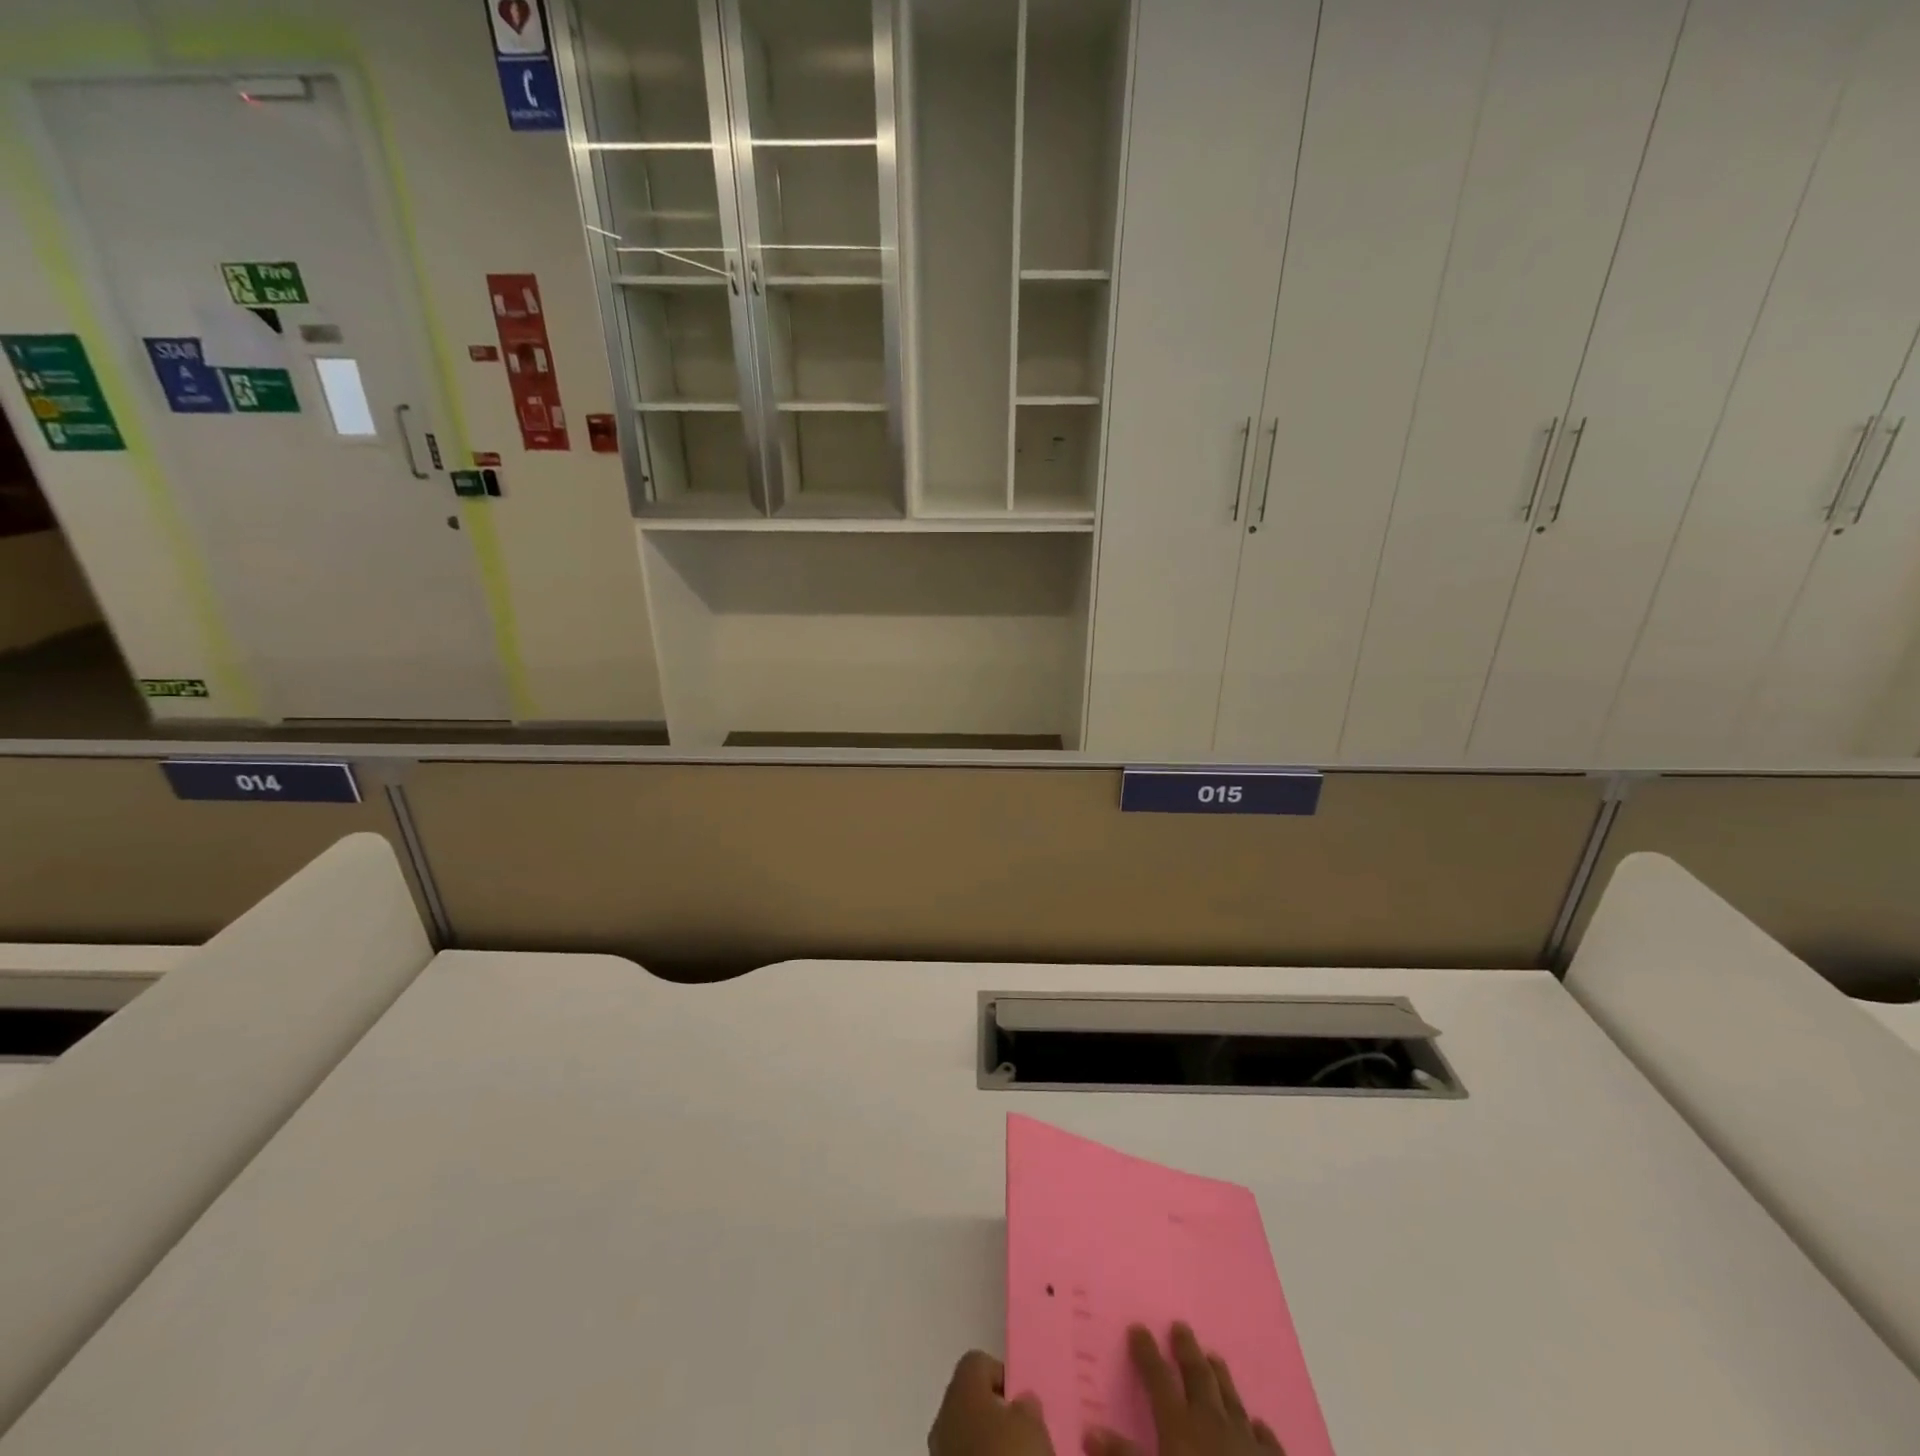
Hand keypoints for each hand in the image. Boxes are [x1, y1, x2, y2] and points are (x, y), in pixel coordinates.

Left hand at [929, 1350, 1056, 1455]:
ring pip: (965, 1433)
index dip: (1001, 1375)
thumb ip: (1026, 1404)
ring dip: (987, 1441)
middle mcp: (944, 1416)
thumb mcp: (1031, 1424)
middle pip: (970, 1400)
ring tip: (1014, 1454)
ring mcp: (939, 1453)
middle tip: (1021, 1430)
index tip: (1021, 1400)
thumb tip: (1021, 1401)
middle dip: (994, 1412)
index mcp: (961, 1389)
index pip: (977, 1362)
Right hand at [1084, 1323, 1283, 1455]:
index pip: (1158, 1379)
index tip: (1138, 1327)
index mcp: (1180, 1426)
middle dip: (1187, 1351)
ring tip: (1214, 1357)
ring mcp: (1247, 1444)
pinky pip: (1266, 1441)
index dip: (1146, 1353)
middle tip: (1181, 1325)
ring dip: (1221, 1377)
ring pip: (1231, 1399)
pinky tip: (1259, 1423)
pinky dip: (1259, 1428)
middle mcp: (1213, 1423)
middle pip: (1198, 1377)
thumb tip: (1090, 1430)